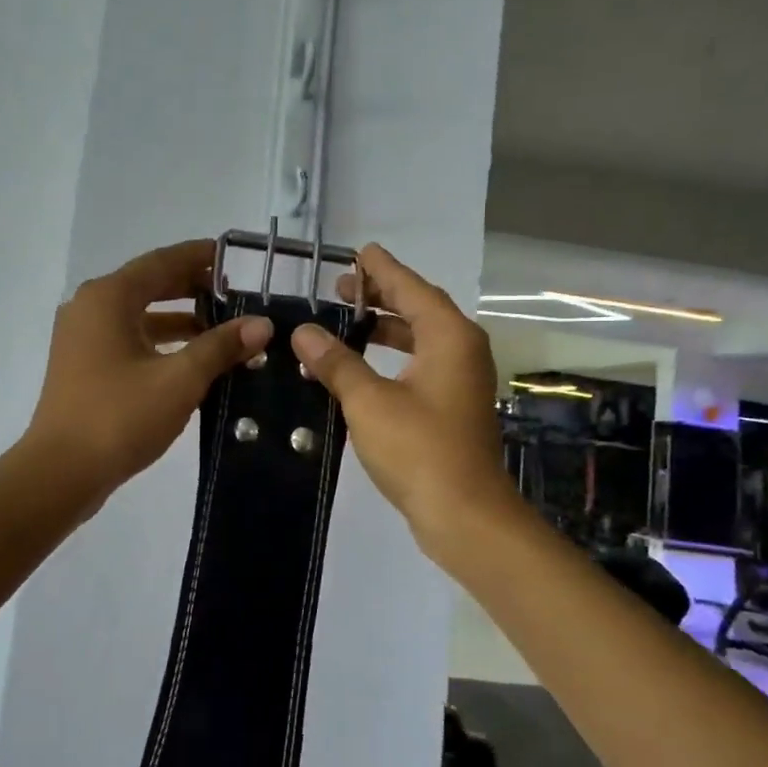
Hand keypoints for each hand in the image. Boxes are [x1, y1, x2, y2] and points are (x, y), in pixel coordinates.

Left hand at [24, 240, 271, 506]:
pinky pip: (130, 339)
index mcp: (109, 297)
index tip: (236, 258)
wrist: (60, 473)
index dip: (201, 256)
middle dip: (194, 288)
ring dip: (181, 319)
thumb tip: (262, 324)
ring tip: (225, 329)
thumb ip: (221, 346)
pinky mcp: (84, 366)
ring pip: (140, 315)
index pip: (163, 261)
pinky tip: (194, 361)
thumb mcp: (179, 379)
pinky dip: (162, 343)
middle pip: (150, 285)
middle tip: (237, 295)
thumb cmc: (119, 416)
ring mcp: (83, 338)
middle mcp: (91, 307)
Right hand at [289, 245, 518, 553]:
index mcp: (449, 337)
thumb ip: (337, 362)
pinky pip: (420, 365)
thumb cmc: (419, 449)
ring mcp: (460, 381)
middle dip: (381, 296)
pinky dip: (391, 358)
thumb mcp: (369, 401)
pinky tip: (361, 367)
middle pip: (420, 309)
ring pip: (420, 339)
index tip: (357, 252)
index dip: (382, 270)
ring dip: (385, 328)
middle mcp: (462, 350)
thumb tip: (304, 333)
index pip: (411, 288)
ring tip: (346, 322)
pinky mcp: (453, 407)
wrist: (464, 514)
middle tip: (340, 289)